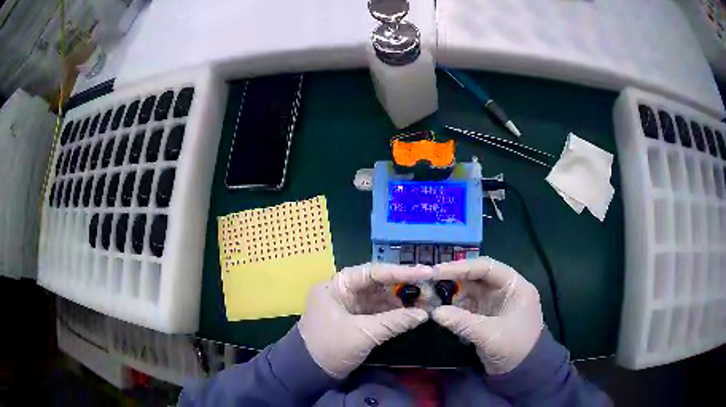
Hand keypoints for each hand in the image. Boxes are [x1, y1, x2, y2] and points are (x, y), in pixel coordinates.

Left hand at [298, 263, 431, 378]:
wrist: (309, 372)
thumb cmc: (330, 347)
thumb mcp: (363, 334)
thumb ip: (394, 322)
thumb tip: (424, 314)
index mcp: (337, 286)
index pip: (372, 272)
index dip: (400, 272)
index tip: (425, 272)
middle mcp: (343, 291)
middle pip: (378, 283)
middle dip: (403, 287)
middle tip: (429, 289)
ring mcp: (350, 305)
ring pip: (380, 298)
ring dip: (401, 301)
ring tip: (425, 303)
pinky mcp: (355, 320)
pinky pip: (378, 311)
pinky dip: (394, 313)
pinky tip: (411, 315)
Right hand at [432, 257, 543, 374]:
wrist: (523, 372)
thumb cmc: (515, 348)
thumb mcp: (490, 335)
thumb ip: (462, 322)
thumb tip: (434, 312)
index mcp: (514, 286)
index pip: (487, 267)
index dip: (462, 267)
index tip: (437, 271)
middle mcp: (504, 289)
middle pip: (476, 277)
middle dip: (453, 279)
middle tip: (429, 282)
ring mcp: (495, 302)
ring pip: (469, 291)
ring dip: (451, 294)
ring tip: (429, 297)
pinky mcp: (486, 316)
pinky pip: (467, 306)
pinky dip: (453, 307)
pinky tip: (439, 310)